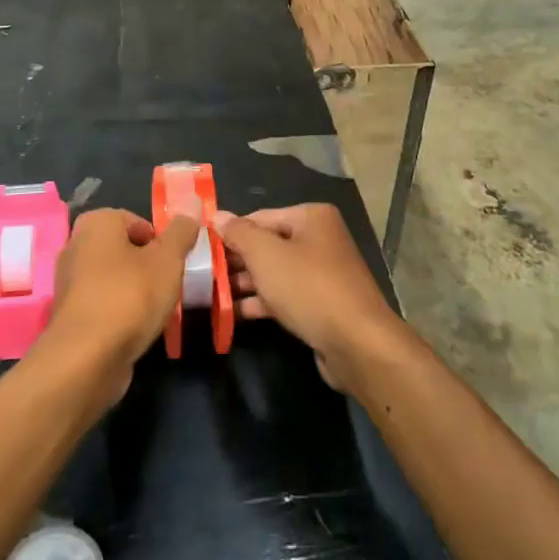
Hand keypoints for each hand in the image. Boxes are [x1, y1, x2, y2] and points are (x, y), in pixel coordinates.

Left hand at [44, 208, 197, 401]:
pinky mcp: (69, 314)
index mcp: (96, 223)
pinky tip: (134, 329)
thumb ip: (181, 233)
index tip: (174, 264)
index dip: (160, 242)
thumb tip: (190, 211)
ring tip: (154, 310)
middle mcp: (76, 245)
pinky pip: (103, 303)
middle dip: (148, 266)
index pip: (138, 222)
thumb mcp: (167, 259)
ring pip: (114, 278)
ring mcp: (69, 281)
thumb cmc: (130, 296)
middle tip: (168, 285)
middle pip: (125, 249)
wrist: (87, 358)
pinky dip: (119, 312)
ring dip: (135, 291)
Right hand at [213, 204, 404, 392]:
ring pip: (275, 272)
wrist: (357, 344)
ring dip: (245, 284)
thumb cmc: (309, 288)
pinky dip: (262, 301)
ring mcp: (323, 273)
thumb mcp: (266, 256)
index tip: (201, 250)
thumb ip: (239, 233)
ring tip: (209, 295)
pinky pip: (285, 295)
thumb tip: (217, 215)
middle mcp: (319, 239)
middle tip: (201, 275)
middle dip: (236, 261)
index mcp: (311, 217)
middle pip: (267, 244)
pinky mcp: (322, 304)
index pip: (259, 217)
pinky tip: (233, 313)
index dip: (229, 233)